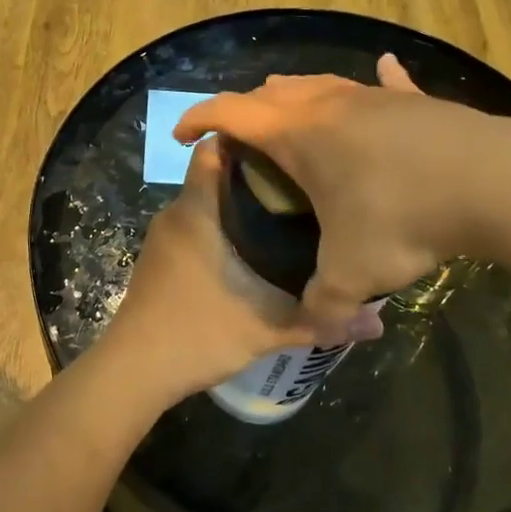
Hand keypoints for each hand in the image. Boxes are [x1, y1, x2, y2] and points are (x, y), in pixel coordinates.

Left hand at [101, 138, 382, 403]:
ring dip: (238, 208)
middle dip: (256, 177)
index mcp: (196, 210)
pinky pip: (195, 229)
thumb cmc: (197, 332)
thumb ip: (320, 320)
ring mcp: (163, 238)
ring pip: (206, 206)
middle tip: (303, 186)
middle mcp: (175, 213)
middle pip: (216, 177)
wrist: (133, 371)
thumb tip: (378, 323)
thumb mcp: (266, 327)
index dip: (248, 140)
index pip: (214, 148)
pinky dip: (221, 232)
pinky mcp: (159, 261)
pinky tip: (251, 256)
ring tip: (285, 218)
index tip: (288, 147)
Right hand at [173, 54, 493, 344]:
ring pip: (321, 84)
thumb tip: (319, 325)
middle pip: (272, 92)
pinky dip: (377, 82)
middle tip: (245, 145)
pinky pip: (387, 84)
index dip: (197, 119)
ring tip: (295, 121)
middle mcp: (328, 104)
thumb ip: (325, 304)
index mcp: (298, 133)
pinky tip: (384, 70)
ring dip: (298, 98)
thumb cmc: (403, 217)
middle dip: (248, 112)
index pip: (229, 112)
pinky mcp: (415, 101)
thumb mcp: (354, 272)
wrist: (491, 183)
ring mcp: (374, 96)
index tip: (182, 136)